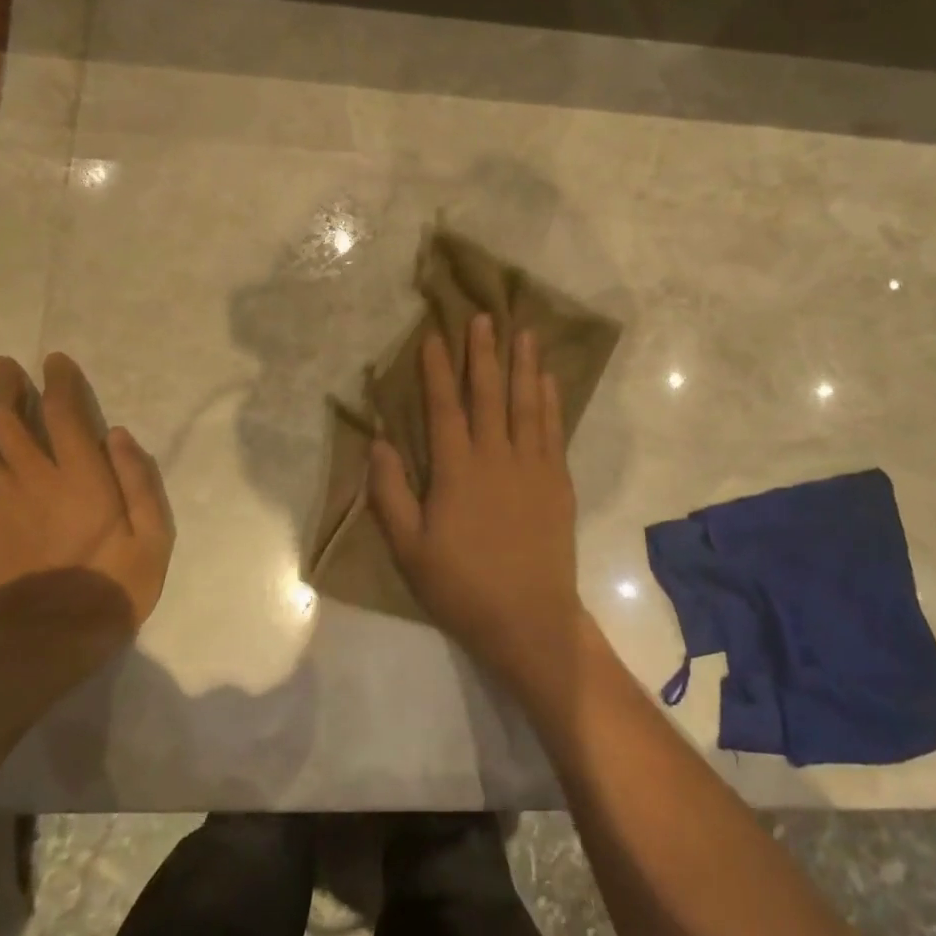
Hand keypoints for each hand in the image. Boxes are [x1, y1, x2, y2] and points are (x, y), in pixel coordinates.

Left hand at [0, 353, 173, 646]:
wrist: (49, 641)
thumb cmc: (113, 587)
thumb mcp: (154, 538)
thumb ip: (140, 483)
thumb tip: (118, 433)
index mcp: (82, 479)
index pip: (65, 414)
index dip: (58, 382)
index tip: (54, 360)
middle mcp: (33, 479)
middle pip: (9, 418)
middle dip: (5, 383)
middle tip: (1, 362)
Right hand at [367, 314, 587, 678]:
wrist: (528, 618)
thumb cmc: (461, 586)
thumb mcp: (409, 548)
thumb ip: (390, 493)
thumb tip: (378, 442)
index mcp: (456, 471)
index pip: (444, 408)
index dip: (437, 370)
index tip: (434, 336)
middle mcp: (496, 457)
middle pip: (488, 394)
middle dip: (483, 353)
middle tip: (483, 317)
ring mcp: (532, 466)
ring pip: (527, 404)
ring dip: (524, 365)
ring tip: (524, 332)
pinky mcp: (557, 481)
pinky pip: (553, 429)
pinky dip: (551, 400)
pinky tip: (549, 379)